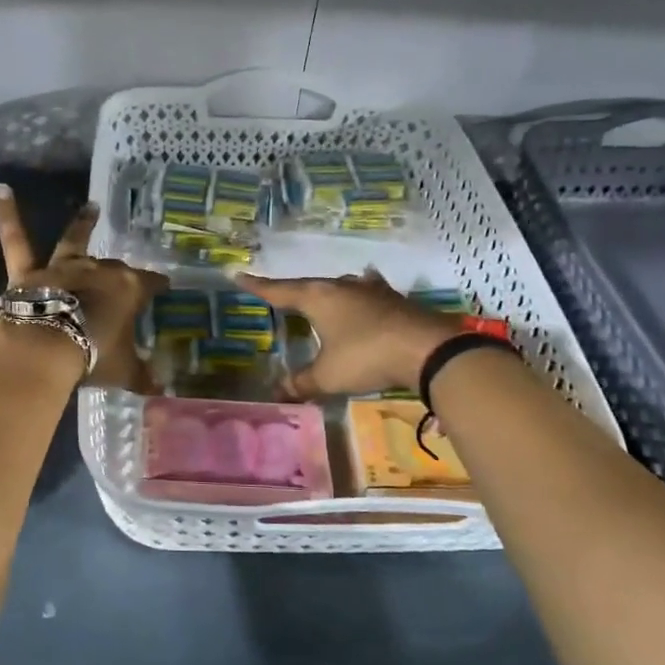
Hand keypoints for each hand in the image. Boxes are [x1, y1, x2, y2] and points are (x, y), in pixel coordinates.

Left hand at [0, 186, 167, 390]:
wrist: (46, 348)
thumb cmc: (93, 355)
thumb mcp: (124, 370)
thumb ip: (142, 376)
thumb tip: (161, 390)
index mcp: (128, 289)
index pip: (151, 283)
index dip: (158, 285)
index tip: (165, 287)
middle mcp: (98, 270)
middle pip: (114, 268)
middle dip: (120, 273)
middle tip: (125, 279)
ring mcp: (63, 267)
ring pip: (75, 240)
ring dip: (84, 224)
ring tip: (91, 207)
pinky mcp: (29, 272)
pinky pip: (16, 239)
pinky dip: (7, 214)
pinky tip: (1, 189)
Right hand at [238, 269, 463, 398]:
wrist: (428, 349)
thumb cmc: (366, 357)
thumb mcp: (327, 376)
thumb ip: (301, 382)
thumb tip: (277, 390)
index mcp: (318, 297)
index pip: (279, 290)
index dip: (257, 286)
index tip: (237, 274)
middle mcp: (342, 286)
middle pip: (310, 286)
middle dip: (294, 292)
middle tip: (280, 296)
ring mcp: (371, 290)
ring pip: (341, 286)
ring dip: (330, 293)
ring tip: (323, 296)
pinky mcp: (394, 300)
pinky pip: (369, 292)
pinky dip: (361, 295)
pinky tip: (367, 291)